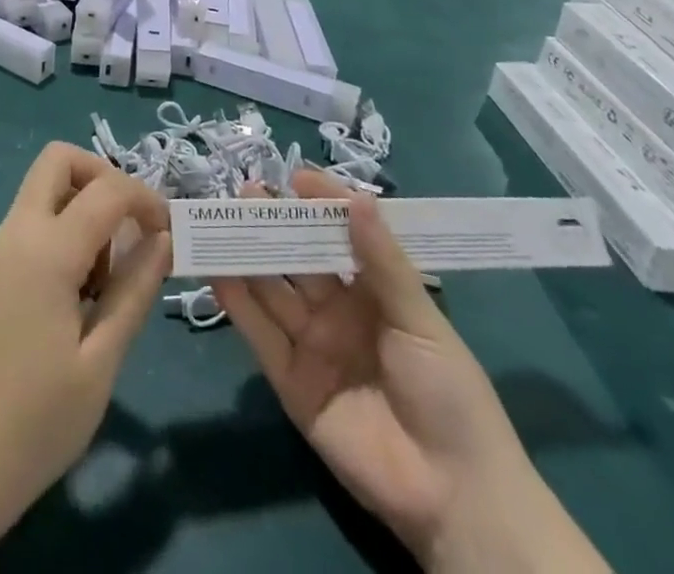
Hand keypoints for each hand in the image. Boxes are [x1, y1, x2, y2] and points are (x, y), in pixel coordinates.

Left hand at [0, 143, 172, 542]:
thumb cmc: (36, 422)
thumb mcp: (102, 360)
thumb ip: (135, 289)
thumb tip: (163, 237)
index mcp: (45, 250)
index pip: (106, 189)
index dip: (146, 199)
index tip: (169, 235)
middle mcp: (16, 232)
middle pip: (59, 160)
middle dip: (104, 178)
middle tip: (131, 229)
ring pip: (44, 188)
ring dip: (83, 205)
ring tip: (106, 278)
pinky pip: (33, 220)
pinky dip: (63, 229)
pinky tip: (79, 292)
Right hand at [214, 170, 609, 573]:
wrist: (454, 495)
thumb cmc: (450, 393)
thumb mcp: (420, 320)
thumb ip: (382, 261)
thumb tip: (357, 196)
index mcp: (375, 291)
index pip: (341, 235)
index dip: (320, 205)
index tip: (296, 177)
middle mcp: (339, 311)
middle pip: (300, 258)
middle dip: (275, 223)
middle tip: (247, 191)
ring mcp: (313, 344)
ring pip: (273, 290)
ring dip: (248, 255)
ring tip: (222, 219)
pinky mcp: (291, 381)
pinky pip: (260, 335)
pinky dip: (238, 304)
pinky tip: (219, 273)